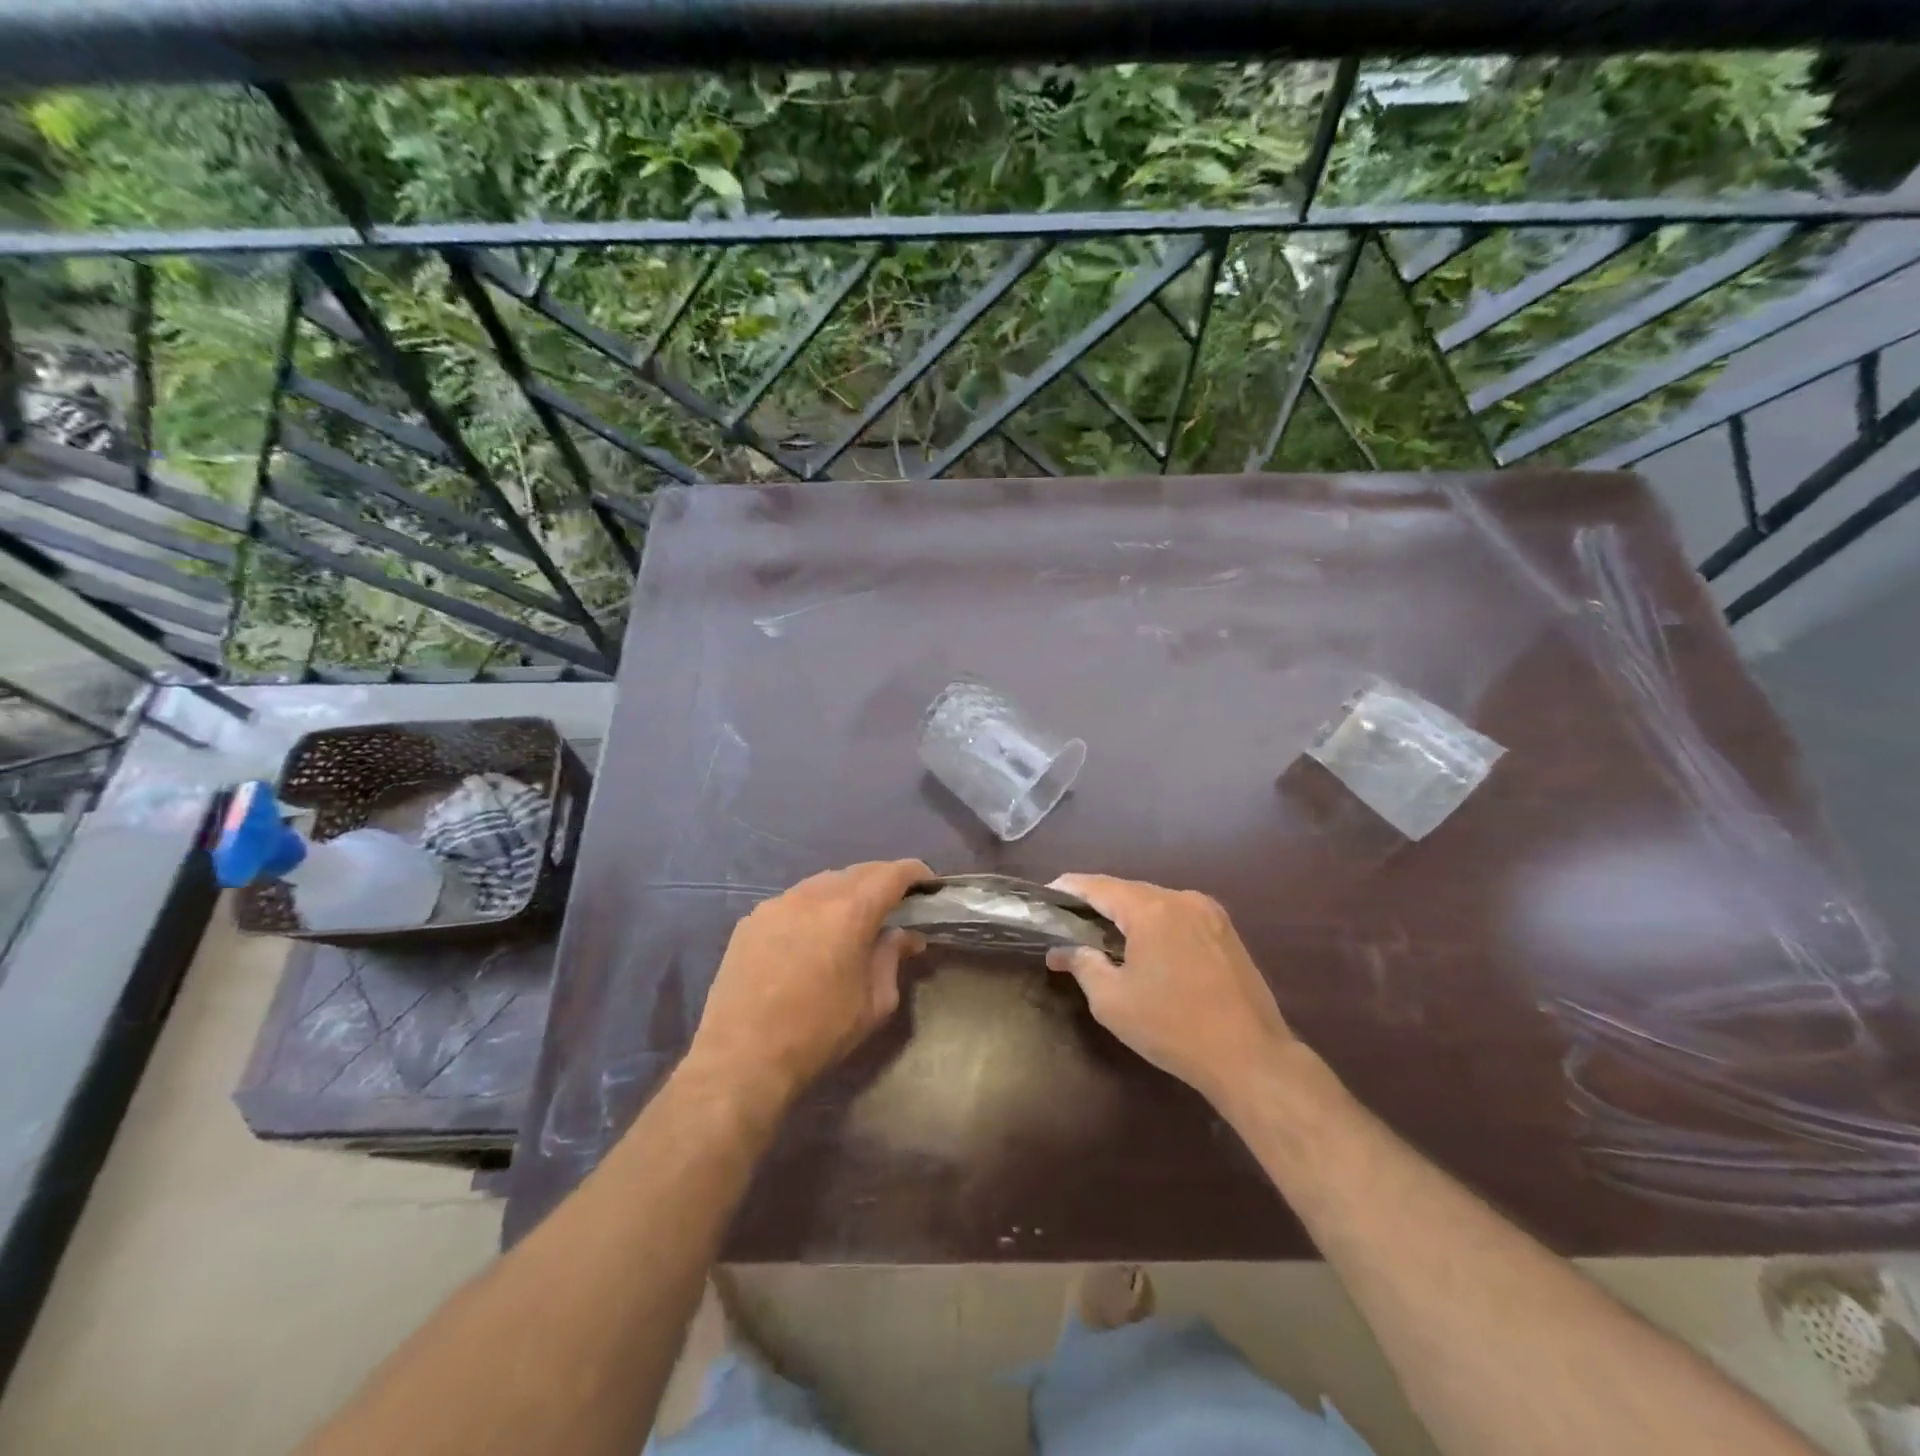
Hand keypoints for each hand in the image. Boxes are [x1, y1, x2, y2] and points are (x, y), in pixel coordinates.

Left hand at [685, 859, 930, 1109]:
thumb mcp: (874, 1003)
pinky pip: (794, 901)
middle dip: (883, 881)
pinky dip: (814, 908)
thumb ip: (892, 958)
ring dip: (847, 892)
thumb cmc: (818, 1033)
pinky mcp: (752, 920)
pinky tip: (813, 935)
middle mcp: (813, 895)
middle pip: (858, 872)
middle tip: (898, 903)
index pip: (892, 874)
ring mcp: (777, 904)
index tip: (929, 885)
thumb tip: (904, 935)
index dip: (916, 873)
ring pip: (823, 883)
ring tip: (855, 917)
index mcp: (850, 911)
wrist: (741, 1058)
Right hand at [1047, 874, 1294, 1110]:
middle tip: (1070, 921)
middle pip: (1128, 891)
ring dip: (1128, 915)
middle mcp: (1182, 899)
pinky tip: (1146, 948)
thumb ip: (1083, 965)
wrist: (1250, 1057)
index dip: (1070, 888)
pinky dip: (1156, 924)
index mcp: (1151, 908)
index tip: (1047, 894)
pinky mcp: (1226, 932)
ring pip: (1156, 903)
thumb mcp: (1112, 1001)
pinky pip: (1179, 917)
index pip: (1099, 886)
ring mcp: (1210, 913)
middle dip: (1098, 903)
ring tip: (1104, 935)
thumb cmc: (1172, 1027)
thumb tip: (1062, 951)